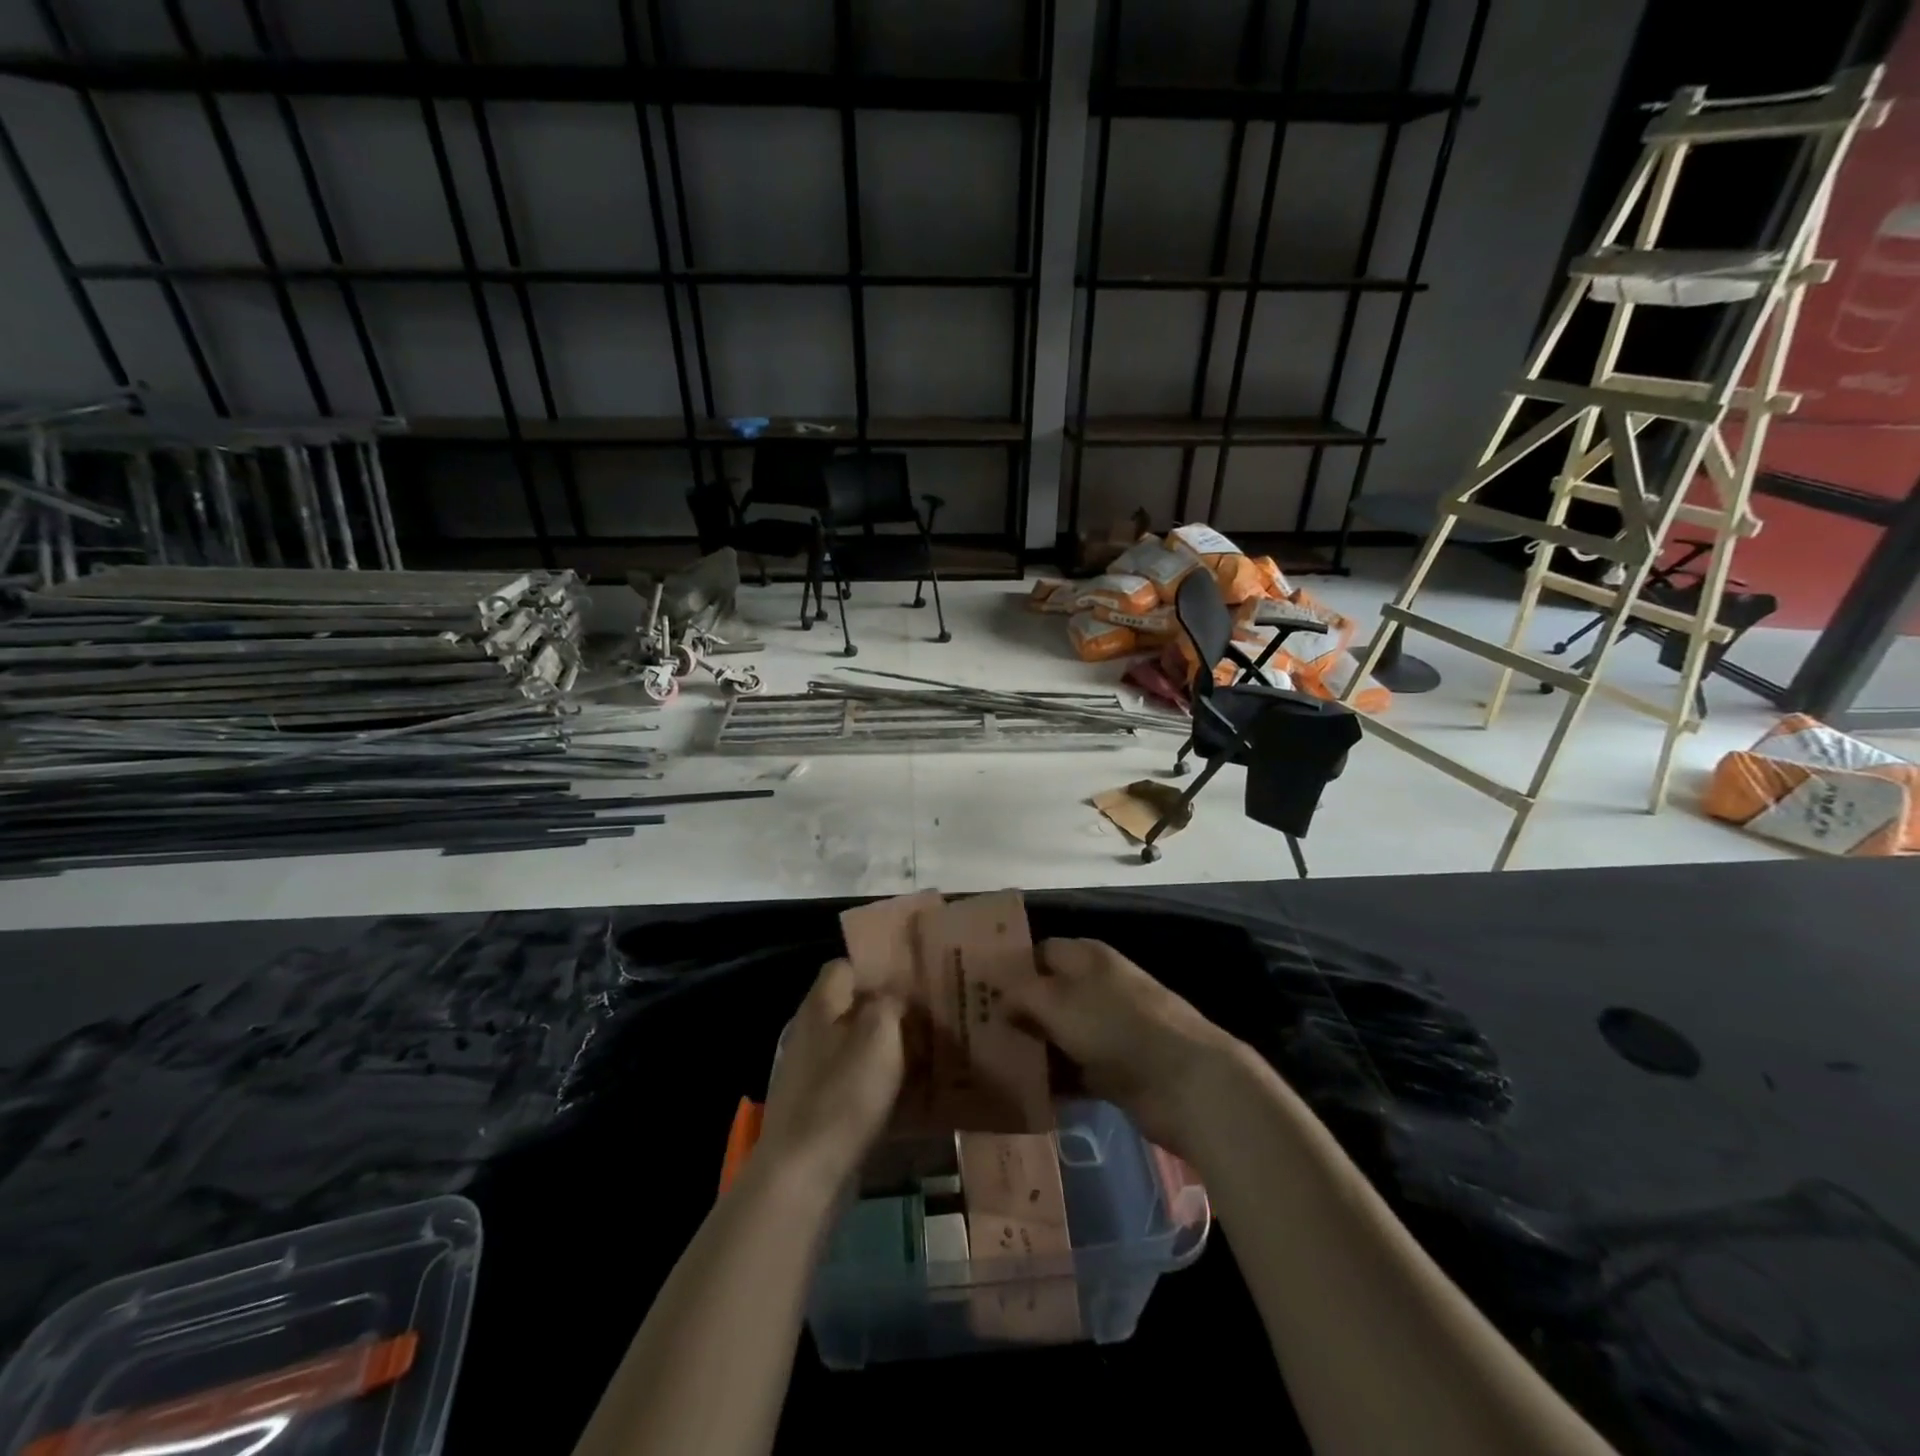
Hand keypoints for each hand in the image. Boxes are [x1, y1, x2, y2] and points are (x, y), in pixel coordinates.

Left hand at [758, 959, 905, 1194]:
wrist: (802, 1176)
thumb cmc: (842, 1095)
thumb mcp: (879, 1034)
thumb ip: (891, 1004)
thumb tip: (896, 997)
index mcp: (820, 1006)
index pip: (844, 966)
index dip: (878, 968)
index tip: (913, 979)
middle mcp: (811, 1033)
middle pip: (853, 1009)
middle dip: (890, 1013)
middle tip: (930, 1019)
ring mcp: (811, 1074)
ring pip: (858, 1048)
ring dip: (889, 1052)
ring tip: (928, 1056)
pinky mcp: (818, 1110)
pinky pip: (855, 1085)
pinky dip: (880, 1087)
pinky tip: (909, 1098)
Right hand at [997, 938, 1238, 1154]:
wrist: (1184, 1081)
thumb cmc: (1115, 1026)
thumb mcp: (1057, 1001)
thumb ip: (1021, 994)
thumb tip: (998, 1000)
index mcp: (1086, 956)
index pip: (1038, 952)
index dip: (1008, 967)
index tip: (975, 990)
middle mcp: (1096, 986)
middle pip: (1047, 994)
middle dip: (1015, 1012)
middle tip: (974, 1032)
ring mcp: (1108, 1029)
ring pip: (1058, 1034)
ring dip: (1032, 1049)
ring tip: (989, 1065)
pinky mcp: (1115, 1068)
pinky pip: (1073, 1069)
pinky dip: (1053, 1080)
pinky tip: (1023, 1092)